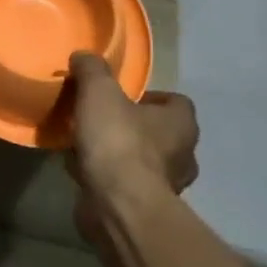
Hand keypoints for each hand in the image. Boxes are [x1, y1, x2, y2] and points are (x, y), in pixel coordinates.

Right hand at [65, 52, 198, 244]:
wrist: (119, 206)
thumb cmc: (118, 142)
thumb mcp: (99, 92)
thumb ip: (92, 70)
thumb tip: (84, 56)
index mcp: (181, 124)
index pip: (176, 102)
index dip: (151, 96)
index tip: (122, 96)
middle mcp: (184, 155)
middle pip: (160, 133)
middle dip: (133, 126)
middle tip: (102, 119)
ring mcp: (168, 187)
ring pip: (144, 162)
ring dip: (120, 154)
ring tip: (88, 146)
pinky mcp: (145, 210)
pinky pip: (127, 186)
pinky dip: (109, 178)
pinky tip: (83, 171)